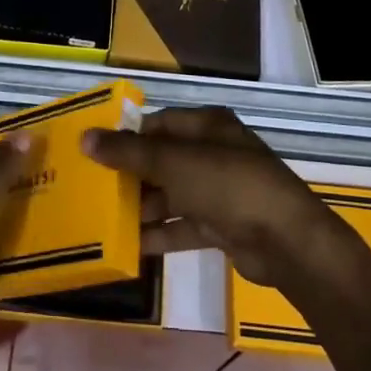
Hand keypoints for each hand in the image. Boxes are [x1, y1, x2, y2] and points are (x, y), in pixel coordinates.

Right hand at [84, 107, 345, 289]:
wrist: (285, 240)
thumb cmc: (227, 185)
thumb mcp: (173, 163)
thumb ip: (129, 152)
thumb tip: (85, 138)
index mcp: (206, 125)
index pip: (158, 123)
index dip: (126, 136)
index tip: (93, 153)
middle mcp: (213, 152)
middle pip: (162, 160)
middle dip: (130, 176)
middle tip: (91, 191)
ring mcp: (219, 191)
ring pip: (171, 195)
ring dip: (141, 208)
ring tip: (102, 222)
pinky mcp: (222, 225)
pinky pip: (183, 226)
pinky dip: (159, 235)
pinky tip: (128, 247)